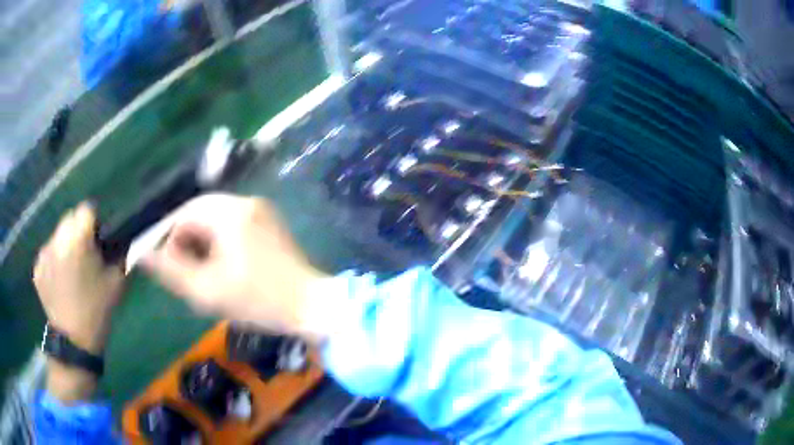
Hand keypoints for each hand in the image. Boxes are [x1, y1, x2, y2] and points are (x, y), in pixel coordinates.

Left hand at [34, 203, 124, 353]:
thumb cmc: (97, 310)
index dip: (94, 222)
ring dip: (64, 246)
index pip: (86, 209)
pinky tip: (60, 282)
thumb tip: (120, 239)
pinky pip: (47, 254)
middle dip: (77, 232)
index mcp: (78, 239)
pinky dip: (54, 261)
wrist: (74, 342)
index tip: (98, 240)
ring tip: (71, 271)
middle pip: (69, 219)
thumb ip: (119, 254)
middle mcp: (58, 239)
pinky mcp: (37, 268)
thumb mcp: (116, 282)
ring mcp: (44, 253)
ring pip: (57, 236)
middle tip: (84, 256)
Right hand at [141, 194, 328, 339]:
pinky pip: (234, 225)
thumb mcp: (207, 290)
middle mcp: (246, 202)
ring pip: (216, 219)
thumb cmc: (258, 301)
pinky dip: (220, 242)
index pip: (184, 213)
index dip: (168, 237)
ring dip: (202, 242)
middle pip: (200, 213)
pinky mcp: (270, 223)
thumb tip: (140, 254)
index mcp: (230, 212)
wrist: (312, 307)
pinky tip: (221, 266)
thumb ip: (170, 270)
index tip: (166, 264)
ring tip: (201, 273)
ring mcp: (262, 211)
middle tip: (184, 272)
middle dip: (186, 241)